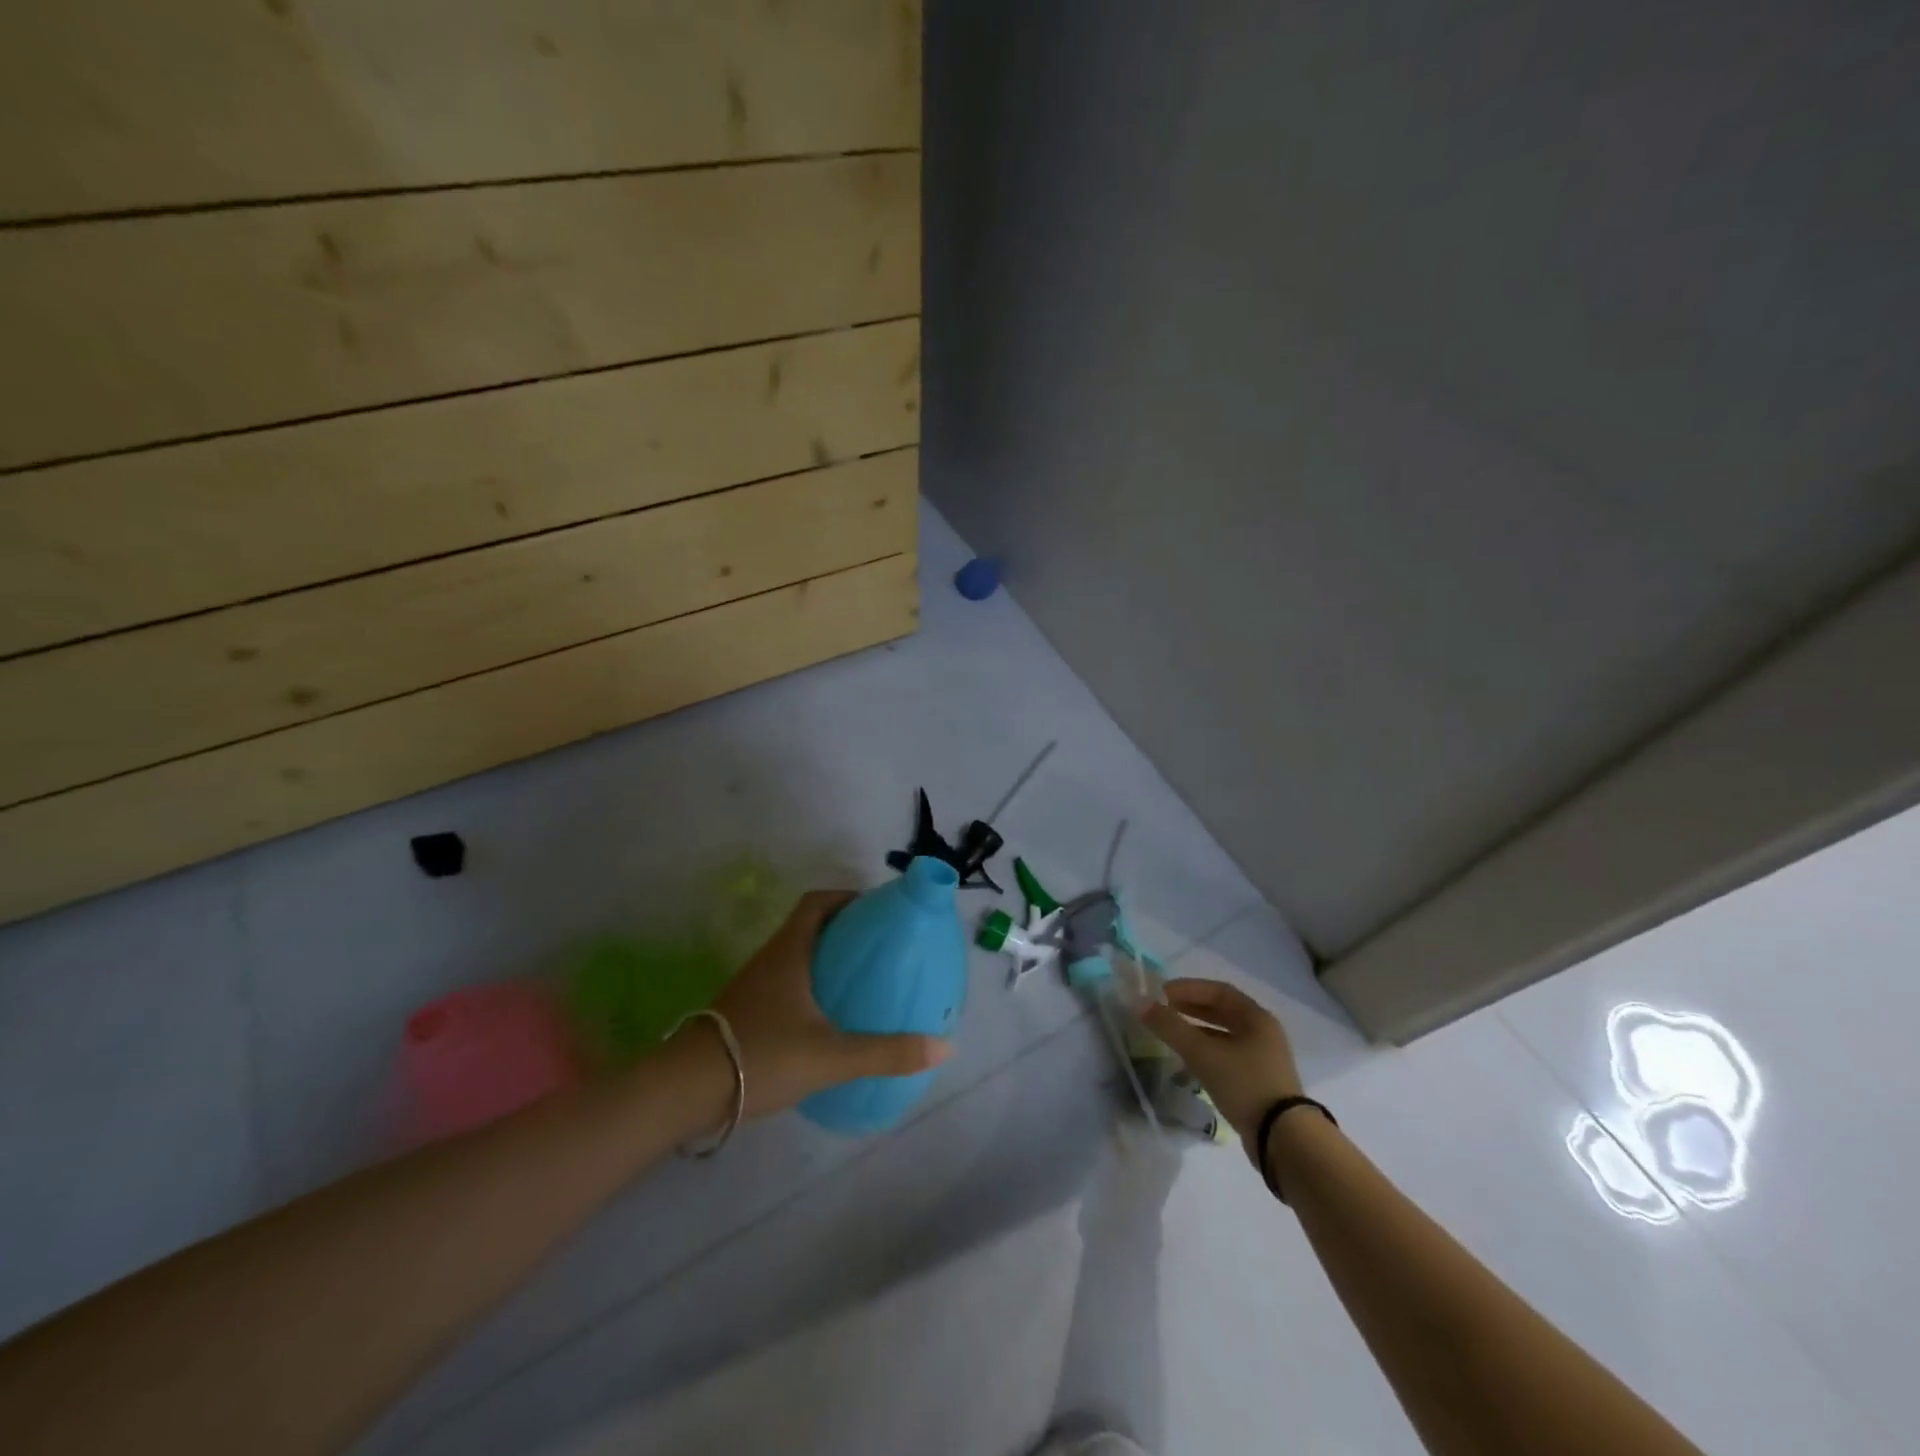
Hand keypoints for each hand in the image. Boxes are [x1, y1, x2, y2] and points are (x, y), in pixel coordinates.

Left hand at [707, 890, 951, 1117]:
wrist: (685, 1090)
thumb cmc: (761, 1055)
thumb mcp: (831, 1056)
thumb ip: (887, 1052)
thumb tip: (945, 1045)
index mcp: (789, 951)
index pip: (817, 902)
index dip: (847, 897)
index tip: (877, 910)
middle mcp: (769, 958)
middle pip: (808, 927)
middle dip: (843, 930)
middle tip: (879, 948)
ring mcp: (752, 984)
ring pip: (795, 956)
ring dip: (825, 958)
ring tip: (859, 980)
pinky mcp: (743, 1010)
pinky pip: (783, 982)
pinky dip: (808, 985)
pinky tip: (825, 1017)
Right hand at [1140, 979, 1302, 1159]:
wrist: (1282, 1139)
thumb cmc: (1244, 1083)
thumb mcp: (1202, 1053)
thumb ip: (1170, 1027)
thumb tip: (1140, 1003)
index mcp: (1256, 1018)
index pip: (1218, 991)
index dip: (1188, 988)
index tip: (1162, 993)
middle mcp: (1263, 1033)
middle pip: (1222, 1012)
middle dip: (1191, 1009)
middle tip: (1164, 1010)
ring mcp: (1263, 1059)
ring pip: (1224, 1036)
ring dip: (1197, 1032)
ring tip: (1171, 1035)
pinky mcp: (1259, 1082)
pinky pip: (1227, 1057)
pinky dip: (1206, 1053)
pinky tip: (1188, 1063)